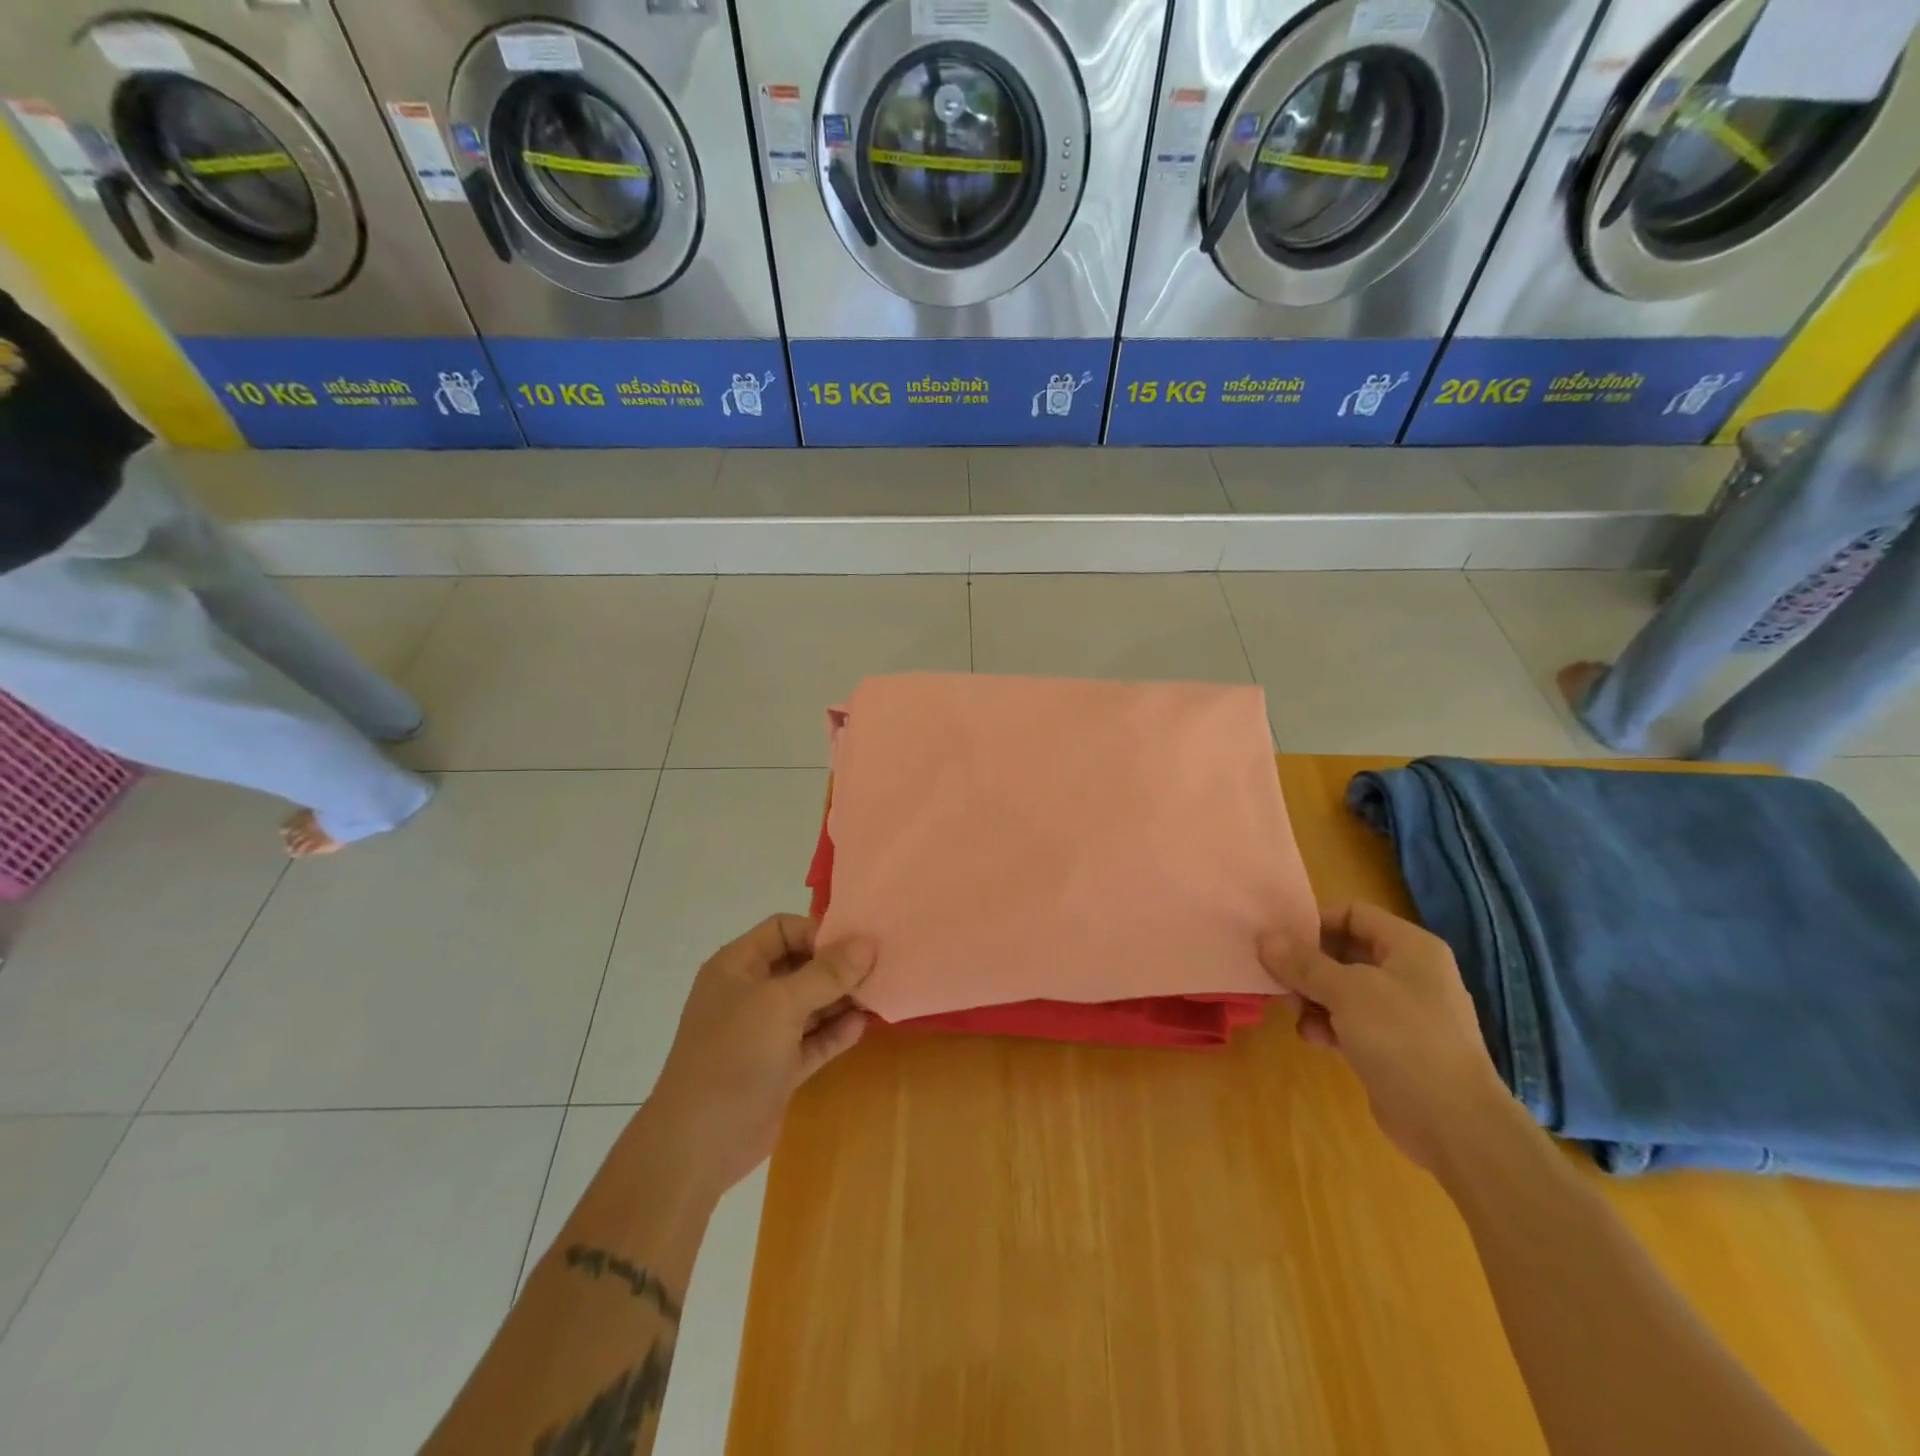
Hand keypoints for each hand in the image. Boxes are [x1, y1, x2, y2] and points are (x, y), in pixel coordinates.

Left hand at [642, 915, 874, 1196]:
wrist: (698, 1145)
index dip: (819, 932)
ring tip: (880, 993)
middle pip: (801, 965)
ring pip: (810, 1004)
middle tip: (881, 966)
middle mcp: (749, 993)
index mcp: (737, 966)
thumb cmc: (734, 1056)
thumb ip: (827, 973)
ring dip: (842, 999)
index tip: (859, 942)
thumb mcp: (781, 1004)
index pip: (783, 930)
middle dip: (838, 966)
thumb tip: (868, 943)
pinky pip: (812, 1040)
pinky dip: (835, 1032)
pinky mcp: (777, 1068)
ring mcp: (763, 1033)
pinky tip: (863, 1026)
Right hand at [1259, 901, 1509, 1173]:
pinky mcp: (1394, 1046)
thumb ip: (1302, 962)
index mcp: (1410, 947)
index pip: (1353, 913)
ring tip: (1295, 1013)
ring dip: (1313, 998)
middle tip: (1280, 980)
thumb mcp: (1346, 991)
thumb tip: (1264, 936)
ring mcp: (1403, 1012)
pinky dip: (1329, 1025)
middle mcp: (1409, 973)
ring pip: (1343, 989)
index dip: (1315, 922)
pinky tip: (1313, 1039)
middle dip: (1308, 965)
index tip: (1282, 944)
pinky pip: (1351, 1022)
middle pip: (1344, 951)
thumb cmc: (1403, 1038)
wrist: (1453, 1124)